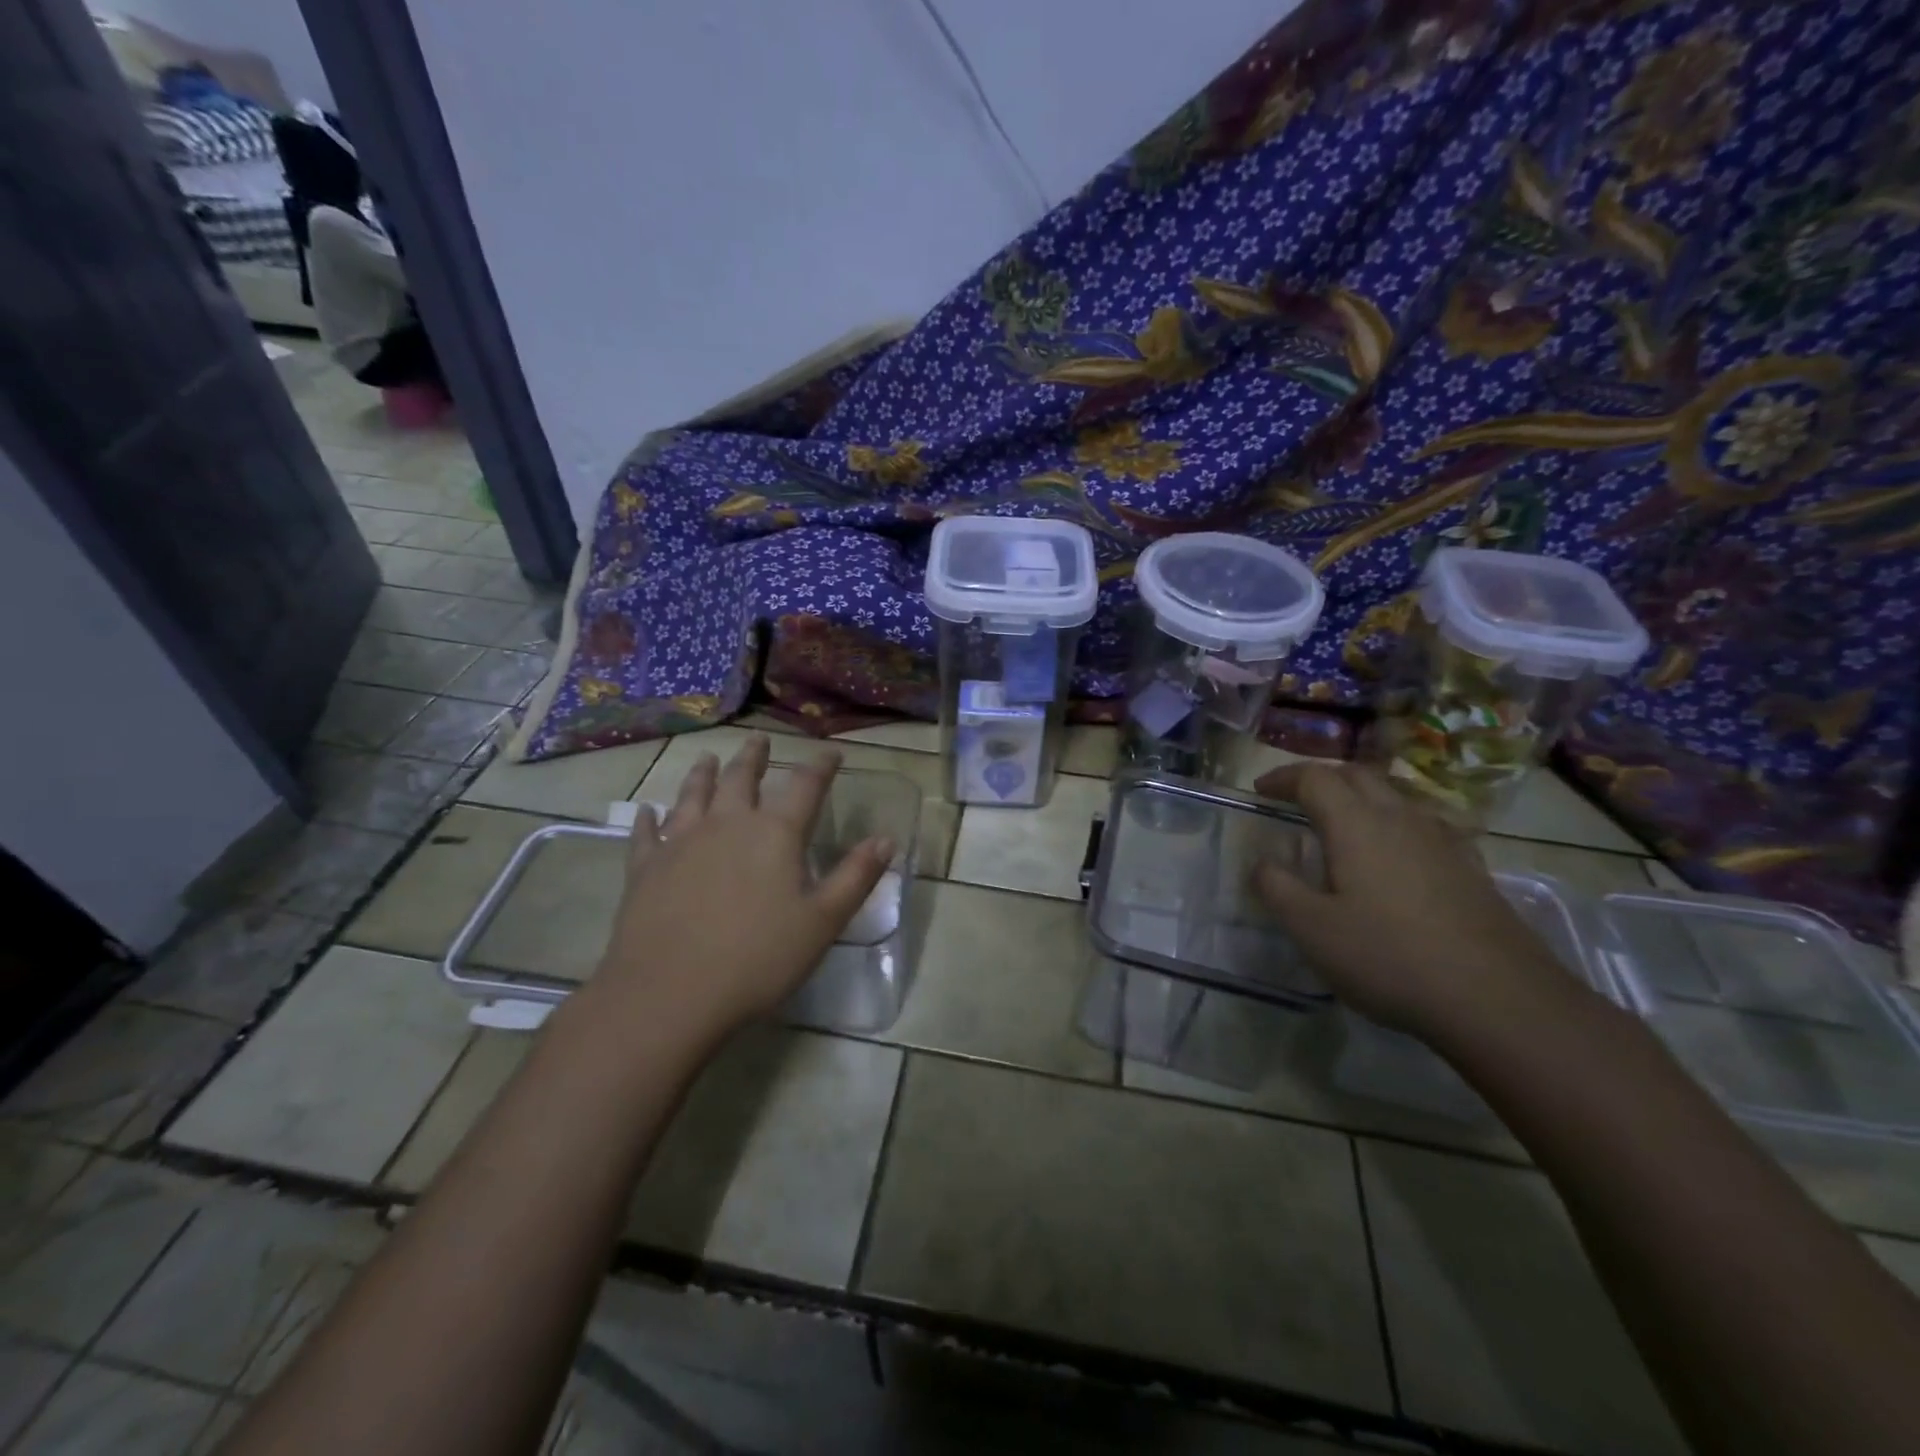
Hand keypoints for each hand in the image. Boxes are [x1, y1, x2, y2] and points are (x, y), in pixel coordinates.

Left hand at [594, 736, 892, 1039]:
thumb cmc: (758, 958)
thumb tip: (887, 839)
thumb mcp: (823, 921)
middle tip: (759, 740)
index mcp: (775, 834)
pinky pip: (646, 833)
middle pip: (742, 779)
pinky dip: (648, 818)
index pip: (805, 786)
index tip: (832, 752)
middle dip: (754, 758)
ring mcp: (680, 843)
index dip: (821, 767)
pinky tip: (646, 810)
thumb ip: (856, 877)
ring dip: (703, 774)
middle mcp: (727, 824)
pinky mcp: (645, 868)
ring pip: (693, 795)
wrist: (670, 993)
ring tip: (707, 758)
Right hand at [1250, 761, 1559, 1037]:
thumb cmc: (1388, 957)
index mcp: (1356, 824)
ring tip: (1340, 824)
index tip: (1260, 791)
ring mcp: (1442, 841)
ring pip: (1394, 797)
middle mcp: (1400, 818)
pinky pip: (1423, 826)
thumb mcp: (1311, 929)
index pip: (1314, 778)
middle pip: (1357, 775)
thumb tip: (1262, 862)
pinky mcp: (1470, 867)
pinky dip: (1395, 824)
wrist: (1499, 999)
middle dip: (1321, 778)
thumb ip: (1276, 888)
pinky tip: (1396, 855)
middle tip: (1295, 797)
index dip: (1283, 777)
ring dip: (1360, 797)